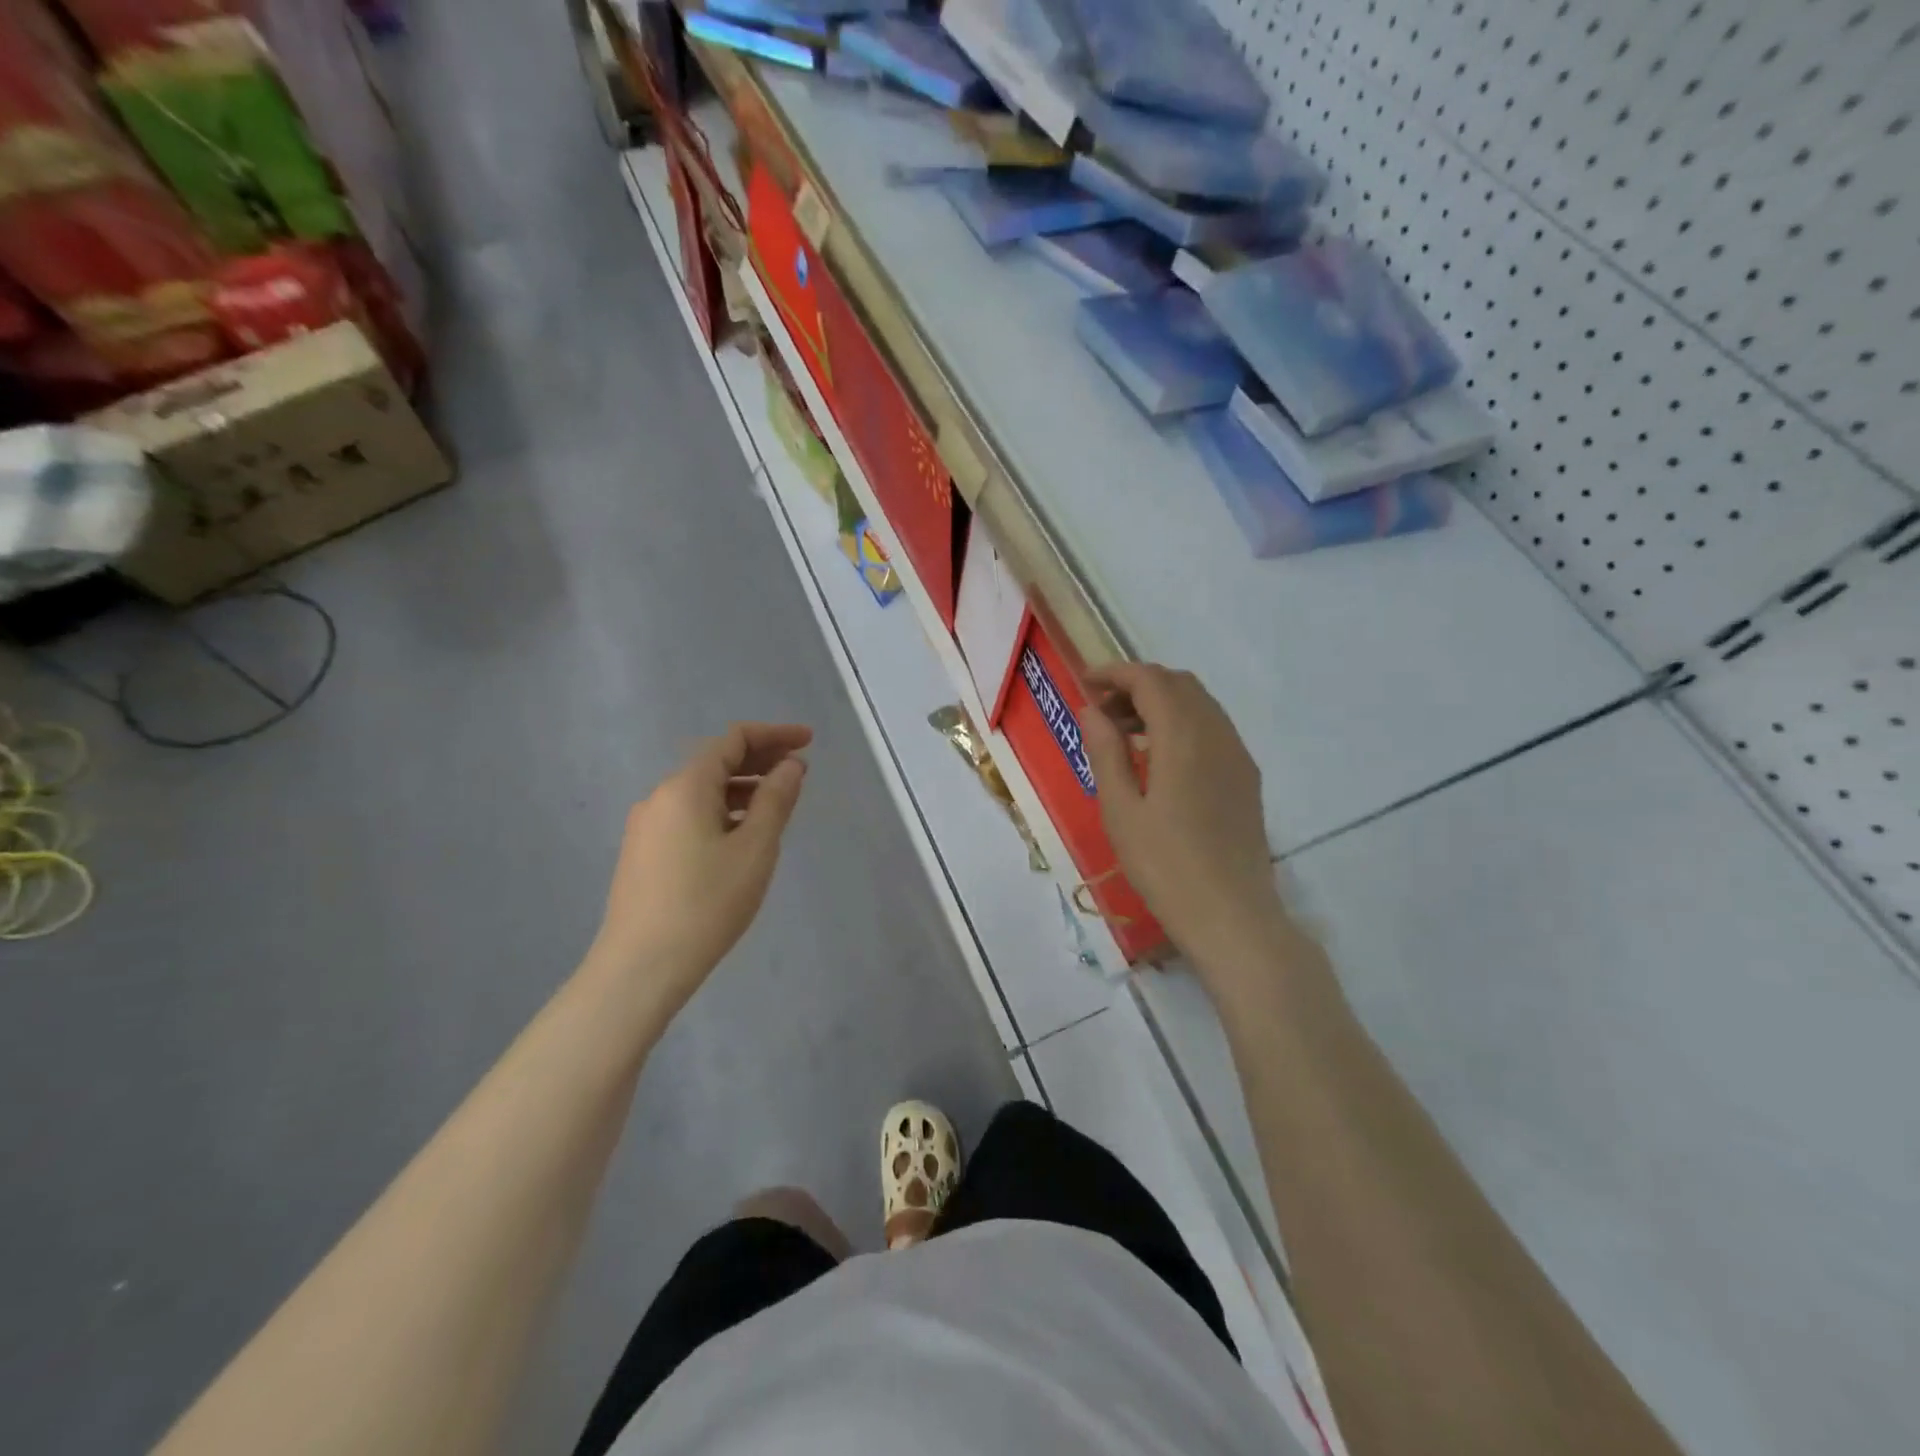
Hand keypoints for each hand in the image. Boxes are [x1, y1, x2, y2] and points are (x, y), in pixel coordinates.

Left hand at [590, 723, 811, 1014]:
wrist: (641, 967)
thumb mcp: (755, 849)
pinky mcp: (644, 853)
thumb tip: (791, 765)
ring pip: (702, 791)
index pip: (733, 740)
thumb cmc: (707, 904)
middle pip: (716, 762)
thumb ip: (776, 799)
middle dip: (761, 760)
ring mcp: (647, 826)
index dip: (775, 735)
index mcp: (686, 787)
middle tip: (801, 771)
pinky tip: (742, 836)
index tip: (810, 742)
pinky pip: (690, 815)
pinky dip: (722, 811)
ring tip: (778, 805)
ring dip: (743, 788)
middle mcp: (660, 796)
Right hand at [1081, 663, 1289, 978]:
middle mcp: (1217, 734)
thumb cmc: (1166, 867)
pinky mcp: (1246, 777)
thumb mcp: (1121, 811)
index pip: (1151, 680)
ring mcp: (1238, 755)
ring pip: (1199, 704)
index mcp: (1184, 738)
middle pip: (1178, 684)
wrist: (1232, 917)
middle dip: (1137, 684)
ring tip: (1124, 733)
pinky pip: (1213, 728)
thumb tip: (1091, 710)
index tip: (1084, 683)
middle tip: (1100, 711)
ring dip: (1160, 703)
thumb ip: (1106, 752)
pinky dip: (1181, 722)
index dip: (1115, 673)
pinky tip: (1159, 757)